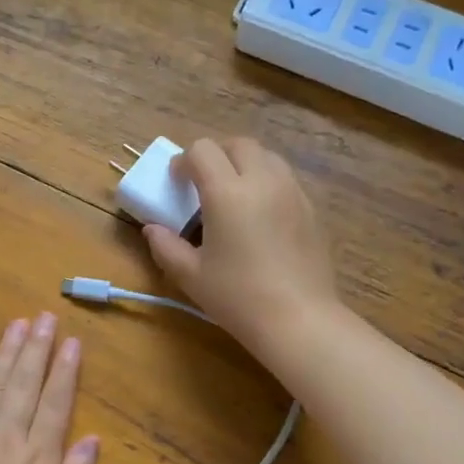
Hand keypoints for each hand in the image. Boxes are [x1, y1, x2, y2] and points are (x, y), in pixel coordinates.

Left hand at [0, 313, 98, 463]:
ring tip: (17, 326)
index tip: (72, 341)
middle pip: (24, 383)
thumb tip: (92, 440)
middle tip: (45, 317)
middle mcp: (5, 437)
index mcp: (37, 456)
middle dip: (37, 348)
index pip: (55, 402)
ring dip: (6, 354)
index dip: (65, 370)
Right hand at [144, 137, 340, 360]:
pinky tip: (259, 214)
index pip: (202, 151)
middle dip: (216, 154)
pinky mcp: (311, 208)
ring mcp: (292, 192)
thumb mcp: (191, 275)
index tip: (176, 182)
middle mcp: (263, 181)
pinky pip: (285, 178)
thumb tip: (152, 230)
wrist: (298, 319)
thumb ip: (166, 246)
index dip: (184, 161)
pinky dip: (266, 181)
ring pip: (266, 156)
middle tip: (203, 182)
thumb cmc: (238, 297)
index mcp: (227, 193)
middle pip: (238, 144)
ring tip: (233, 194)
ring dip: (244, 164)